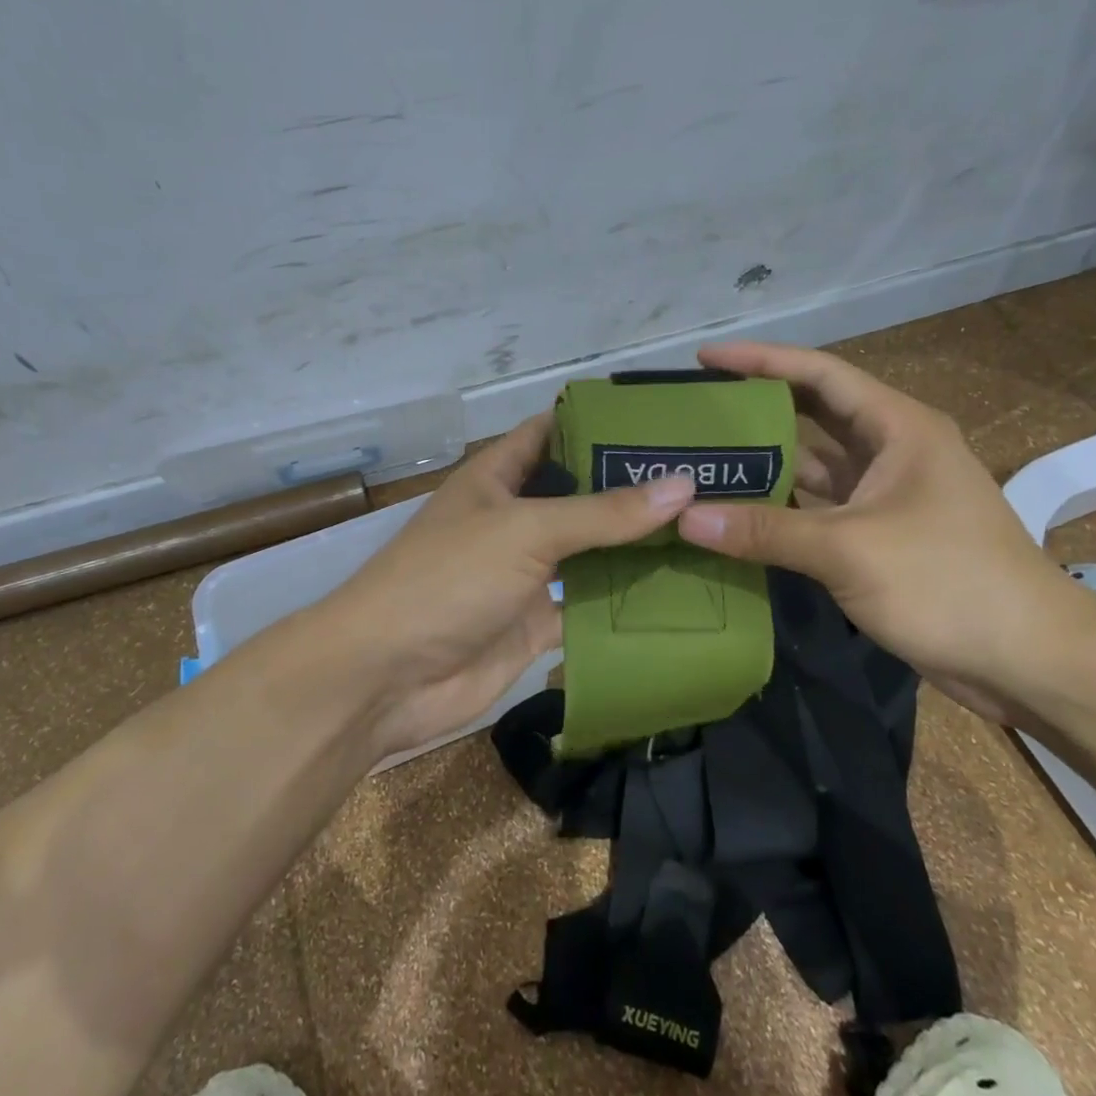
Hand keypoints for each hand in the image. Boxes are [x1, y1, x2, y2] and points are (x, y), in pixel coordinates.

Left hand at [321, 414, 694, 756]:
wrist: (387, 677)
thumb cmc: (448, 579)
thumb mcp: (525, 530)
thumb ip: (603, 512)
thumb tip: (683, 485)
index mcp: (497, 477)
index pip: (553, 431)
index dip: (601, 421)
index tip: (665, 417)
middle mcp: (514, 518)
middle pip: (581, 493)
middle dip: (633, 487)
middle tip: (708, 477)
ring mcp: (526, 573)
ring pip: (591, 551)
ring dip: (636, 545)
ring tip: (709, 528)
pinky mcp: (536, 623)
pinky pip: (589, 605)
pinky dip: (625, 600)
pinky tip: (681, 590)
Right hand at [675, 342, 1094, 721]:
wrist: (1029, 659)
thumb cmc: (949, 582)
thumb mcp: (849, 550)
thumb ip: (764, 531)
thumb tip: (684, 517)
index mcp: (898, 427)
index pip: (818, 373)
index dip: (759, 360)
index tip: (703, 359)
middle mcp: (890, 451)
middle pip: (811, 415)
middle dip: (754, 410)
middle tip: (693, 413)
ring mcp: (884, 496)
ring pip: (812, 466)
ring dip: (763, 464)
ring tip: (701, 461)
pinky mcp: (878, 537)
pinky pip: (816, 509)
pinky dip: (778, 510)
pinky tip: (734, 515)